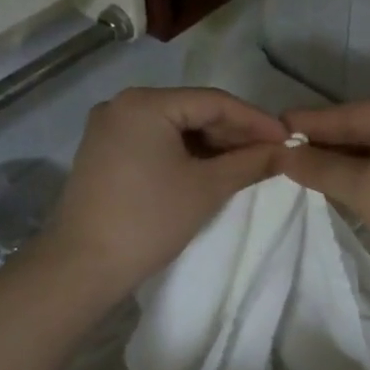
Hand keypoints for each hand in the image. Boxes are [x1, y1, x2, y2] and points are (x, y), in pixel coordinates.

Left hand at [44, 87, 286, 295]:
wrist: (82, 267)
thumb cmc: (149, 221)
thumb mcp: (206, 188)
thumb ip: (250, 162)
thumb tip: (286, 151)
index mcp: (145, 103)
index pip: (214, 102)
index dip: (255, 120)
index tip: (288, 138)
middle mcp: (123, 104)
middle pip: (192, 110)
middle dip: (233, 132)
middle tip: (271, 152)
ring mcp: (109, 127)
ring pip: (175, 126)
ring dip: (212, 143)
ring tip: (248, 162)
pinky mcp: (104, 150)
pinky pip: (155, 140)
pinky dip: (185, 152)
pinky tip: (212, 167)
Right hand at [277, 95, 369, 303]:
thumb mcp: (367, 189)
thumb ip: (321, 167)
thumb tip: (283, 153)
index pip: (348, 113)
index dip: (308, 124)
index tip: (268, 130)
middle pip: (363, 130)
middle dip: (324, 145)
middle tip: (279, 155)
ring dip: (343, 164)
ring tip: (300, 172)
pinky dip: (365, 178)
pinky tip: (338, 188)